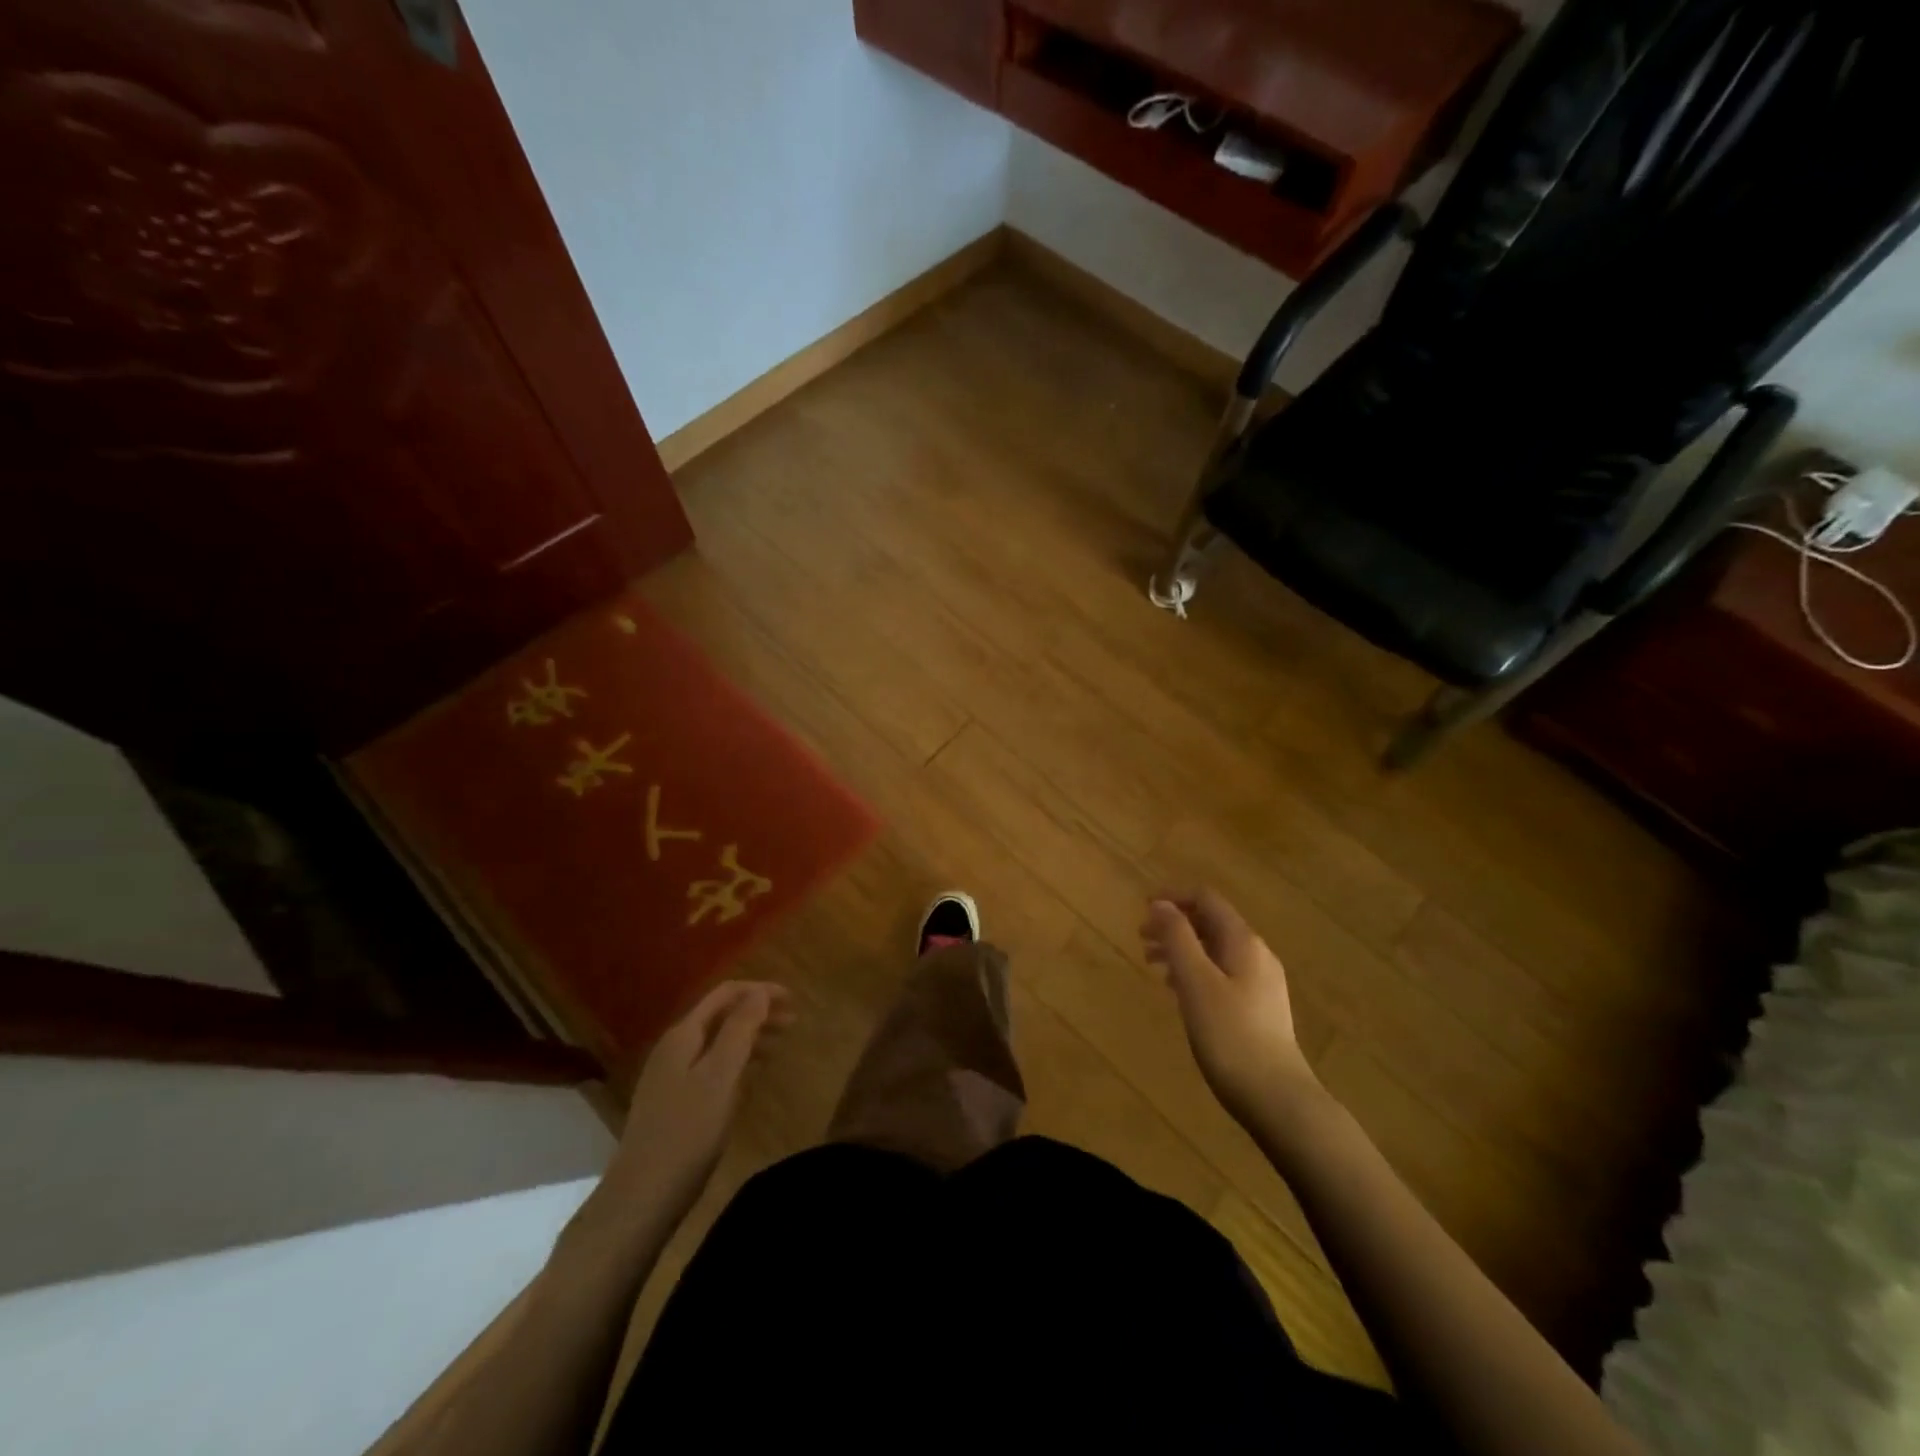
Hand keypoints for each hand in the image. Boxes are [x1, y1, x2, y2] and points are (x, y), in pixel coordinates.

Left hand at [602, 981, 793, 1226]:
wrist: (641, 1198)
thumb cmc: (687, 1133)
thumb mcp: (720, 1076)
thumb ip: (740, 1029)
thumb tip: (759, 991)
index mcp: (683, 1035)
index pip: (725, 994)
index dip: (759, 991)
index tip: (792, 999)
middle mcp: (673, 1048)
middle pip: (720, 1015)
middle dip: (757, 1012)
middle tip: (793, 1022)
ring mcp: (670, 1076)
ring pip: (717, 1041)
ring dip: (750, 1036)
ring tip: (780, 1045)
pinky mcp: (673, 1102)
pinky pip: (711, 1066)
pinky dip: (737, 1061)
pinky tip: (751, 1076)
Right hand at [1142, 890, 1318, 1124]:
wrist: (1276, 1098)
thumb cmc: (1229, 1034)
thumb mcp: (1195, 981)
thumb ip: (1177, 938)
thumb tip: (1161, 904)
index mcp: (1243, 941)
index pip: (1207, 899)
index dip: (1173, 897)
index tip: (1142, 908)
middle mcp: (1256, 954)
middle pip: (1211, 923)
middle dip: (1175, 925)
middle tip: (1140, 939)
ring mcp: (1262, 983)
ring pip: (1215, 950)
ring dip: (1182, 949)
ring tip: (1152, 965)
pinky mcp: (1260, 1009)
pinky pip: (1222, 974)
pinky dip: (1196, 971)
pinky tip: (1179, 992)